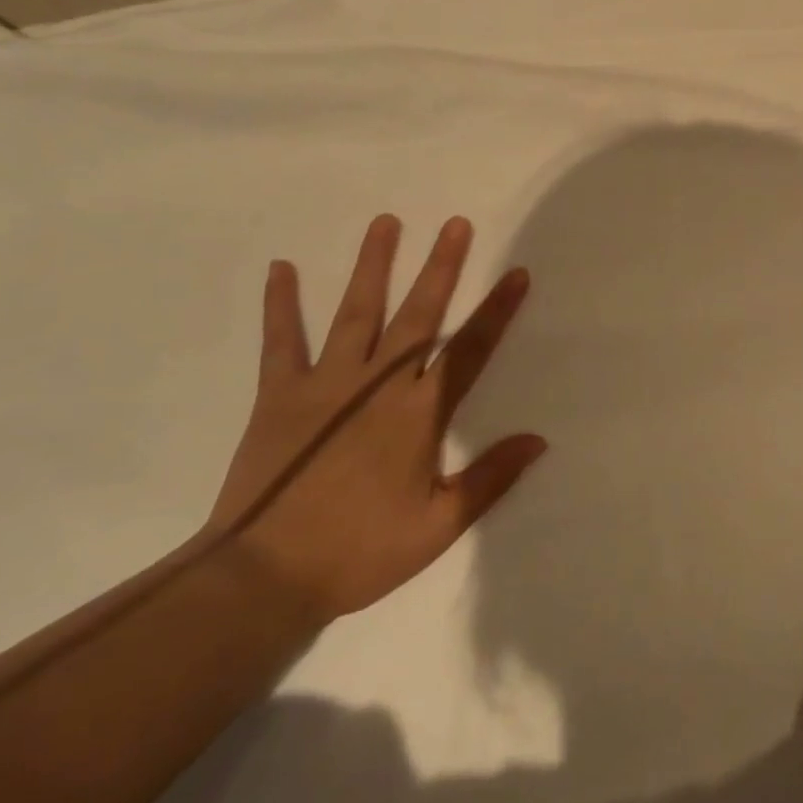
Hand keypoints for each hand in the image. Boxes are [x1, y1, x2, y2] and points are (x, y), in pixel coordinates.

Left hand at [205, 215, 546, 622]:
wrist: (263, 579)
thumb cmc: (359, 552)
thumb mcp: (438, 526)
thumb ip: (490, 479)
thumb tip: (539, 439)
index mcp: (419, 414)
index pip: (469, 350)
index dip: (496, 310)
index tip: (516, 273)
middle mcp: (378, 385)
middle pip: (418, 315)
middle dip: (440, 267)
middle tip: (455, 224)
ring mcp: (326, 384)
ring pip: (357, 313)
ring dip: (372, 266)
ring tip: (385, 222)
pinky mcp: (280, 394)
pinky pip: (281, 342)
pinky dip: (281, 305)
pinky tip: (280, 268)